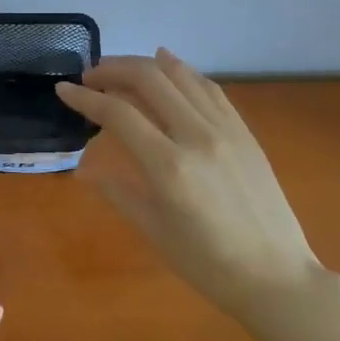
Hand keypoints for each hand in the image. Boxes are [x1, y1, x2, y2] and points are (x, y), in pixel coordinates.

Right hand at [56, 50, 332, 314]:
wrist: (277, 276)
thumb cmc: (209, 265)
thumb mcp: (155, 233)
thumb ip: (119, 193)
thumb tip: (85, 170)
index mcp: (169, 167)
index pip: (118, 114)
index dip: (85, 98)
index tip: (63, 90)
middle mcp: (197, 136)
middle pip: (149, 80)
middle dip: (112, 69)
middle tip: (90, 77)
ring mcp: (225, 130)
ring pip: (180, 76)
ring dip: (145, 65)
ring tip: (120, 70)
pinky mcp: (244, 131)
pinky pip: (209, 88)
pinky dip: (183, 71)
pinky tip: (167, 64)